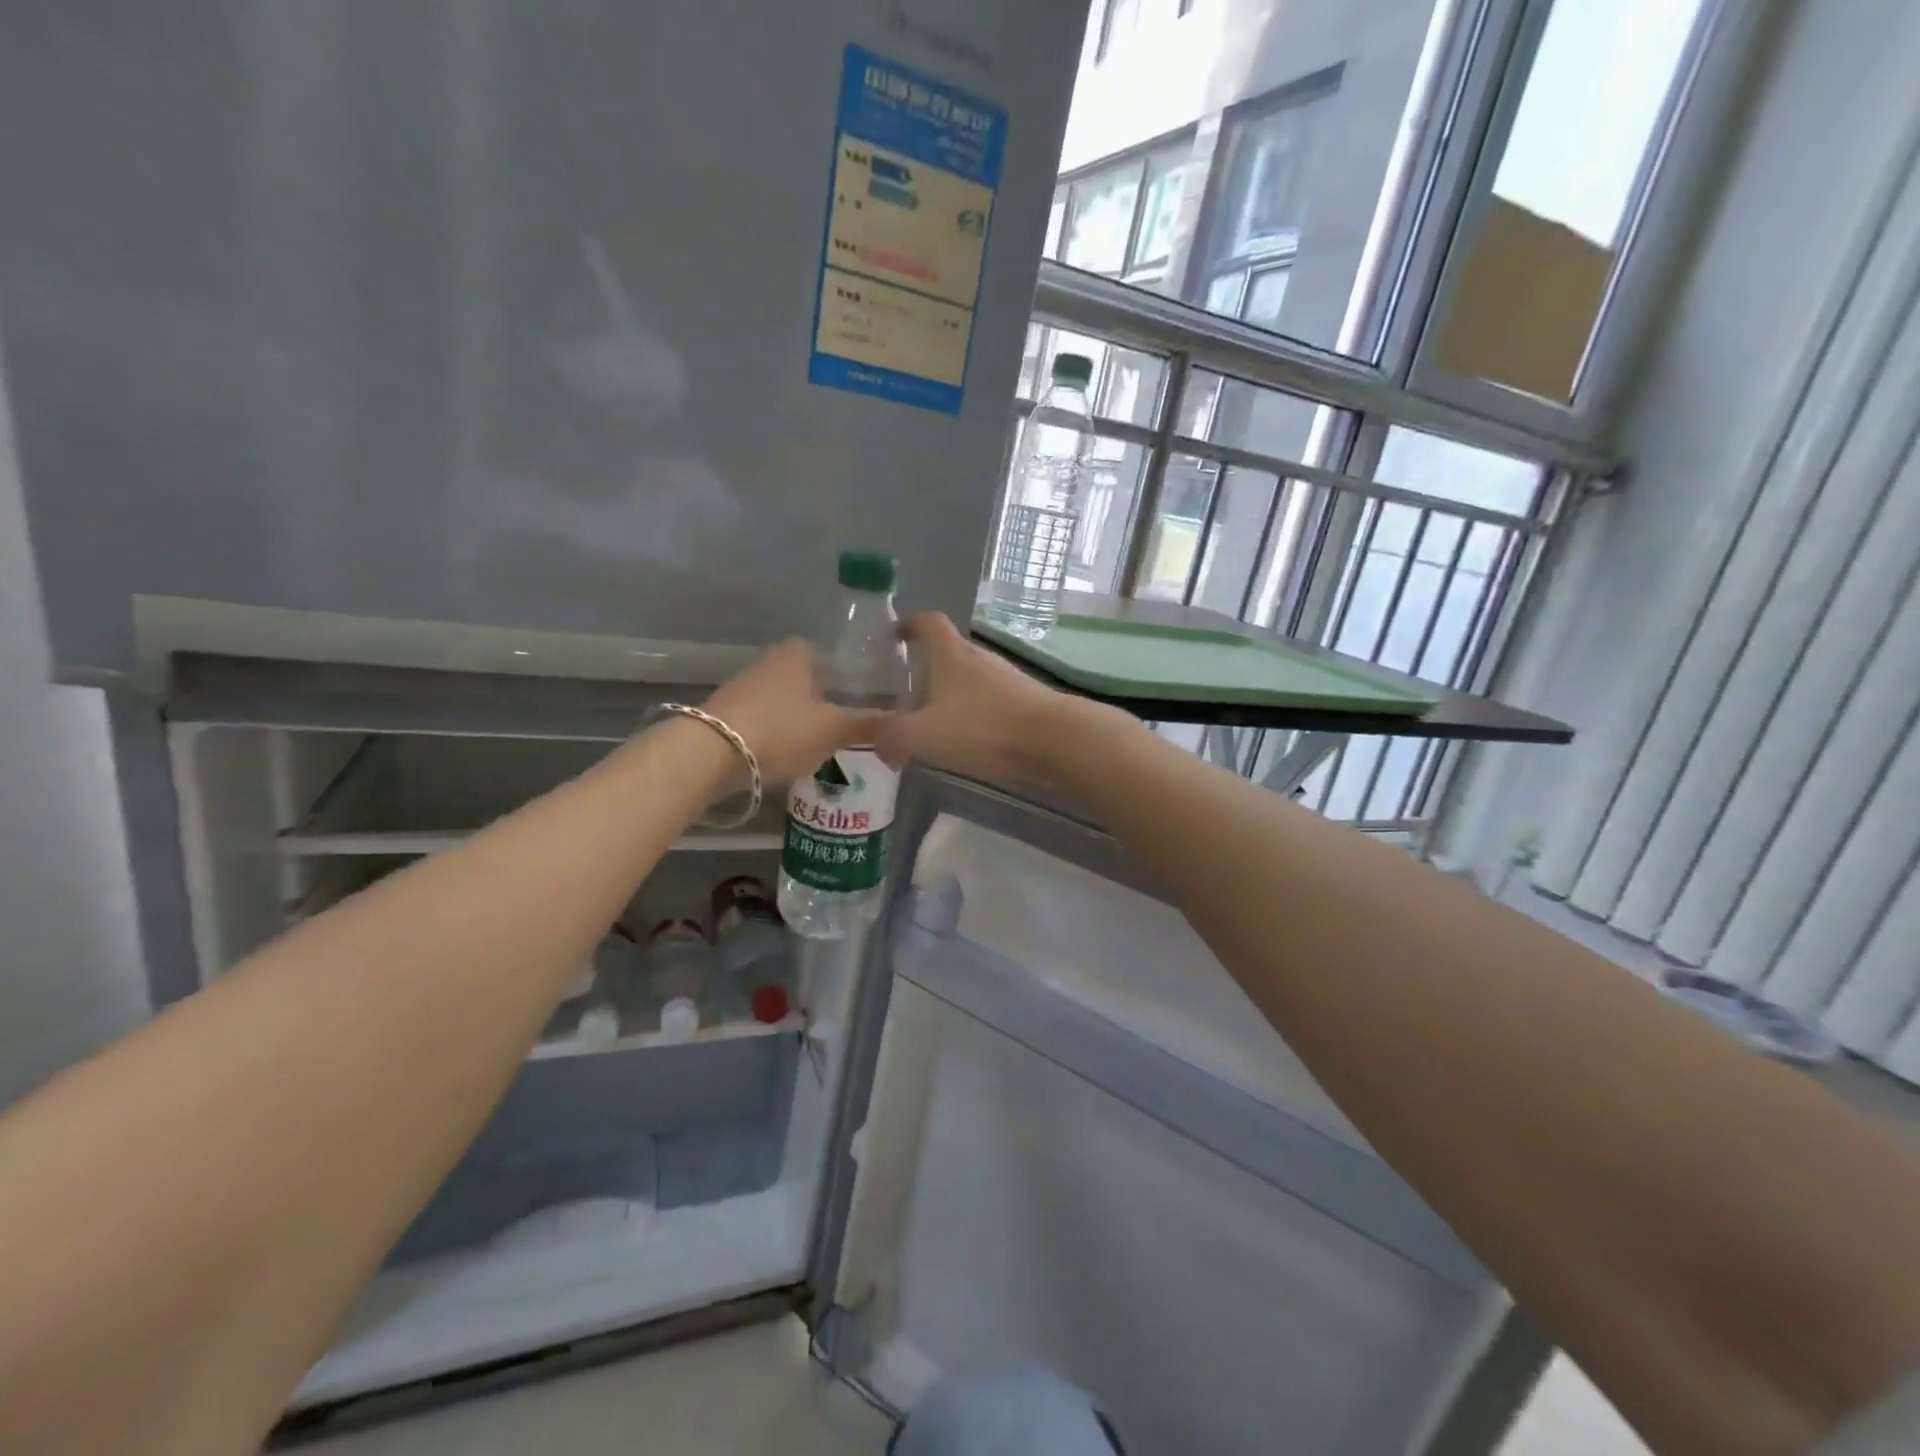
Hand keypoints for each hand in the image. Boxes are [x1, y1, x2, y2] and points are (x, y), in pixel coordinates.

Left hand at [703, 640, 877, 786]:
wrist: (710, 754)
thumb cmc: (781, 730)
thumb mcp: (834, 730)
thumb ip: (868, 725)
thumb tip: (904, 725)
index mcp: (799, 653)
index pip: (834, 656)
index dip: (852, 677)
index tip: (867, 701)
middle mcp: (770, 660)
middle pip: (810, 680)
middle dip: (828, 701)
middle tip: (851, 727)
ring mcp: (745, 686)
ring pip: (787, 701)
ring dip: (802, 720)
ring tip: (826, 746)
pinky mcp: (728, 714)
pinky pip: (766, 720)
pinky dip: (780, 734)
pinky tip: (791, 755)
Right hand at [874, 613, 1071, 782]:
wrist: (1053, 739)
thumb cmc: (982, 727)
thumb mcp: (922, 734)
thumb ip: (889, 735)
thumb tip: (873, 738)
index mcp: (950, 654)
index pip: (928, 622)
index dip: (909, 624)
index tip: (894, 637)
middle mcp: (979, 658)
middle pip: (948, 652)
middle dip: (926, 668)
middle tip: (904, 693)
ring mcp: (1006, 679)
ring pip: (970, 679)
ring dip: (950, 694)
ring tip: (933, 722)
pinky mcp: (1025, 702)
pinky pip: (989, 701)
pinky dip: (973, 714)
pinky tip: (968, 740)